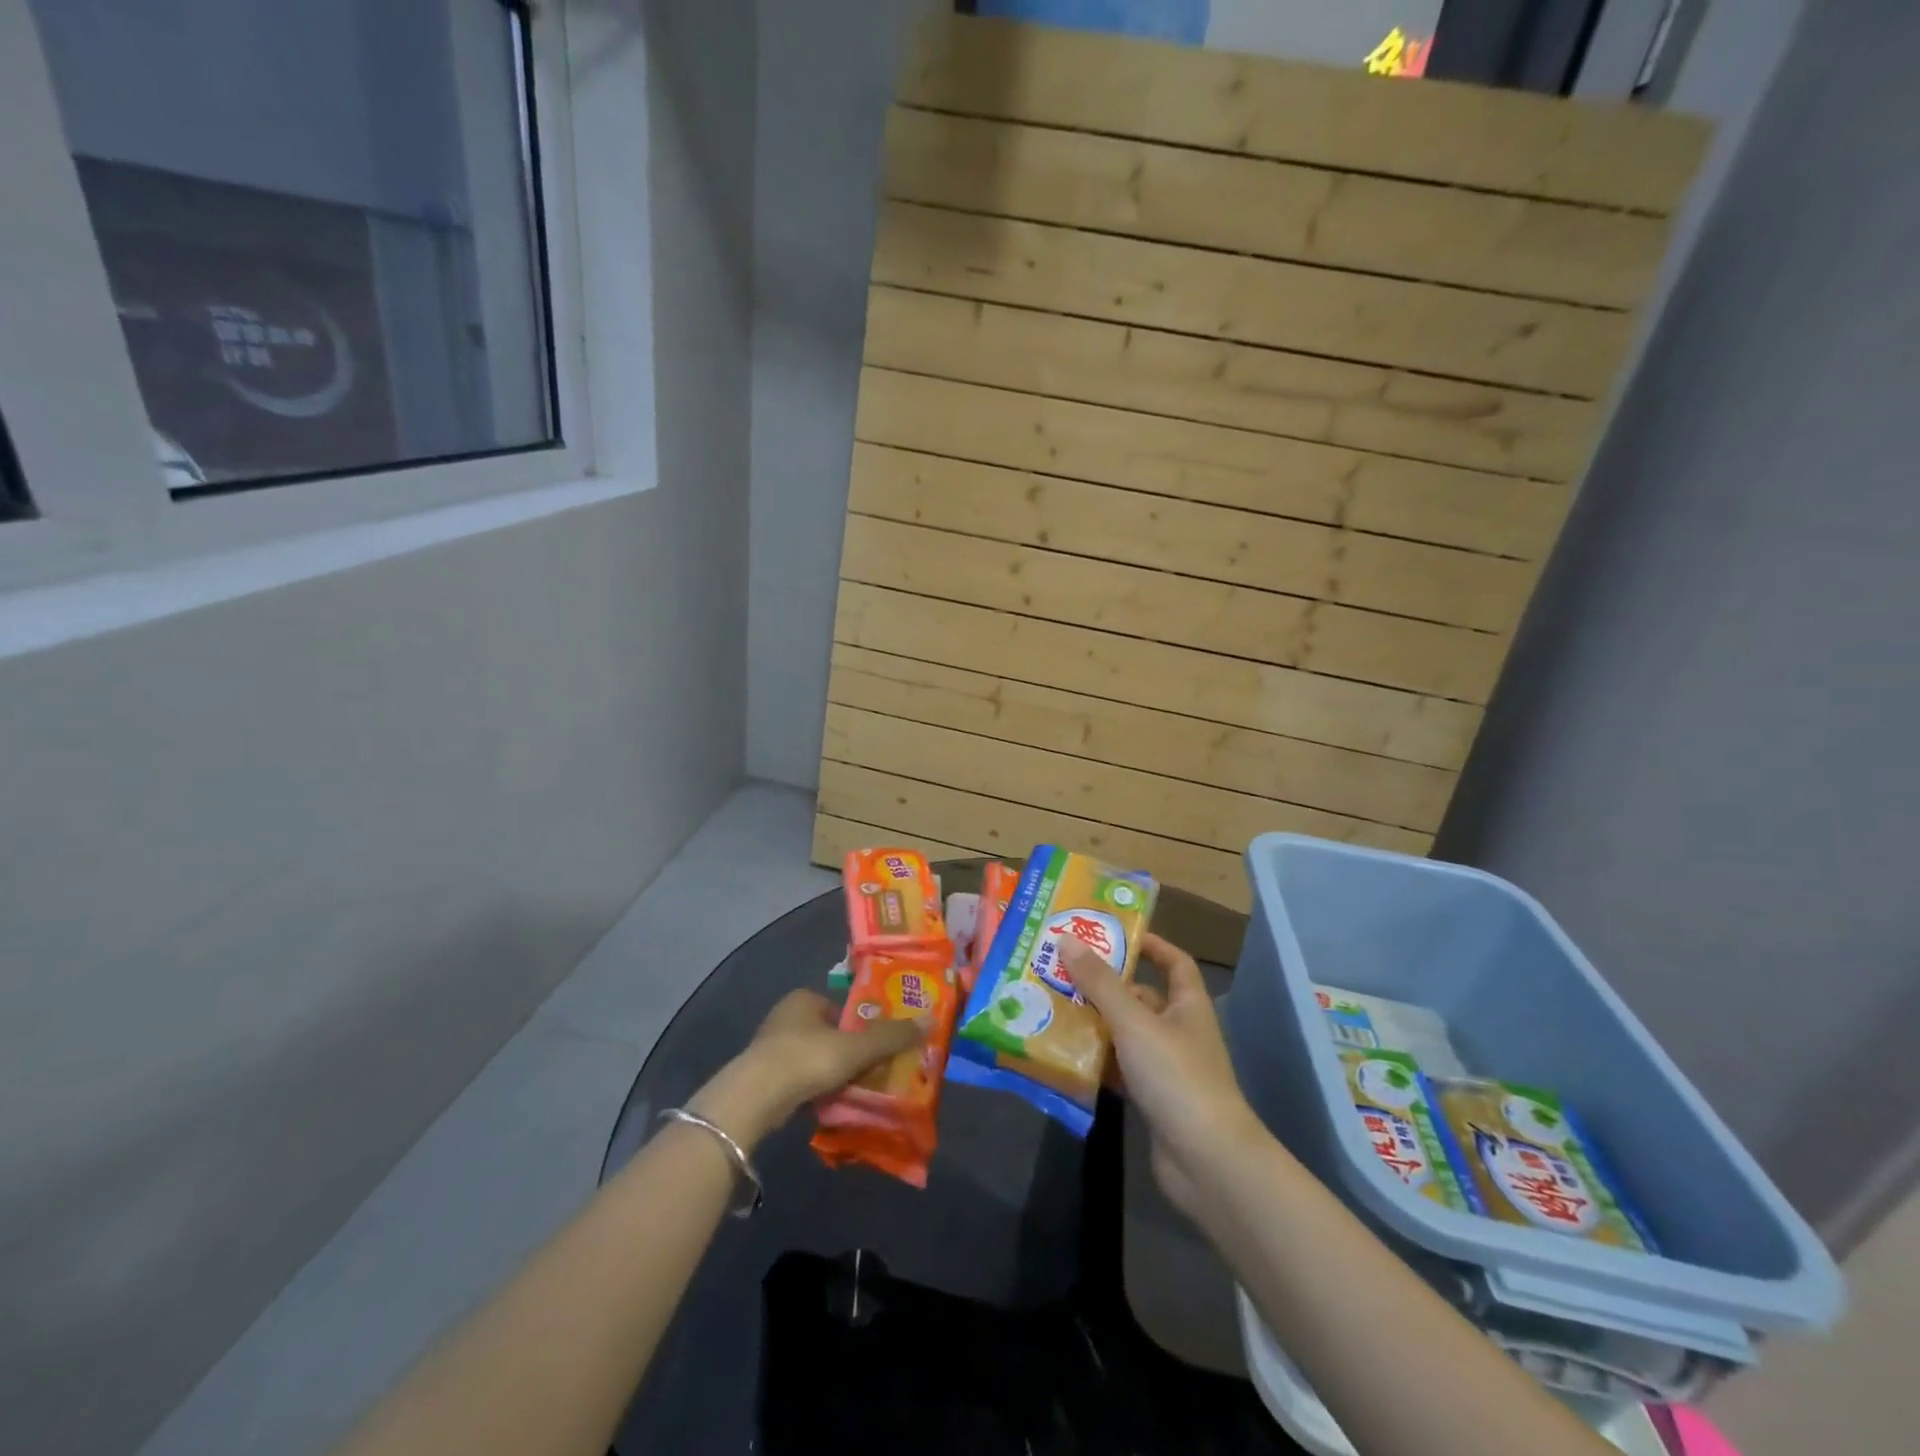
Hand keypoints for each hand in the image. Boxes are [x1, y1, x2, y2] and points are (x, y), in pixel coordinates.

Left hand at [687, 989, 917, 1148]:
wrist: (756, 1097)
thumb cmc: (808, 1058)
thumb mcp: (856, 1047)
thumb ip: (890, 1037)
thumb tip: (928, 1021)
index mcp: (804, 998)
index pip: (840, 1007)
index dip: (859, 1026)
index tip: (876, 1048)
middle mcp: (784, 1016)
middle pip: (826, 1033)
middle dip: (845, 1052)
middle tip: (869, 1071)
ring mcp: (768, 1047)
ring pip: (810, 1058)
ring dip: (827, 1074)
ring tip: (851, 1092)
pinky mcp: (759, 1078)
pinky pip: (796, 1081)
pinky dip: (811, 1090)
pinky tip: (825, 1105)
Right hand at [1065, 933, 1264, 1218]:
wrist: (1207, 1161)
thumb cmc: (1176, 1076)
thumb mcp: (1134, 1022)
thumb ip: (1100, 983)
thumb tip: (1067, 939)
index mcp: (1187, 1005)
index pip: (1174, 962)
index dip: (1150, 945)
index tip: (1113, 934)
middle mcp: (1179, 1030)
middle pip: (1140, 997)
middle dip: (1105, 985)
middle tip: (1061, 971)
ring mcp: (1166, 1066)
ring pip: (1125, 1033)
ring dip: (1095, 1023)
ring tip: (1052, 1007)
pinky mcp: (1152, 1097)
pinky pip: (1119, 1068)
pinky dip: (1096, 1060)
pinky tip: (1064, 1054)